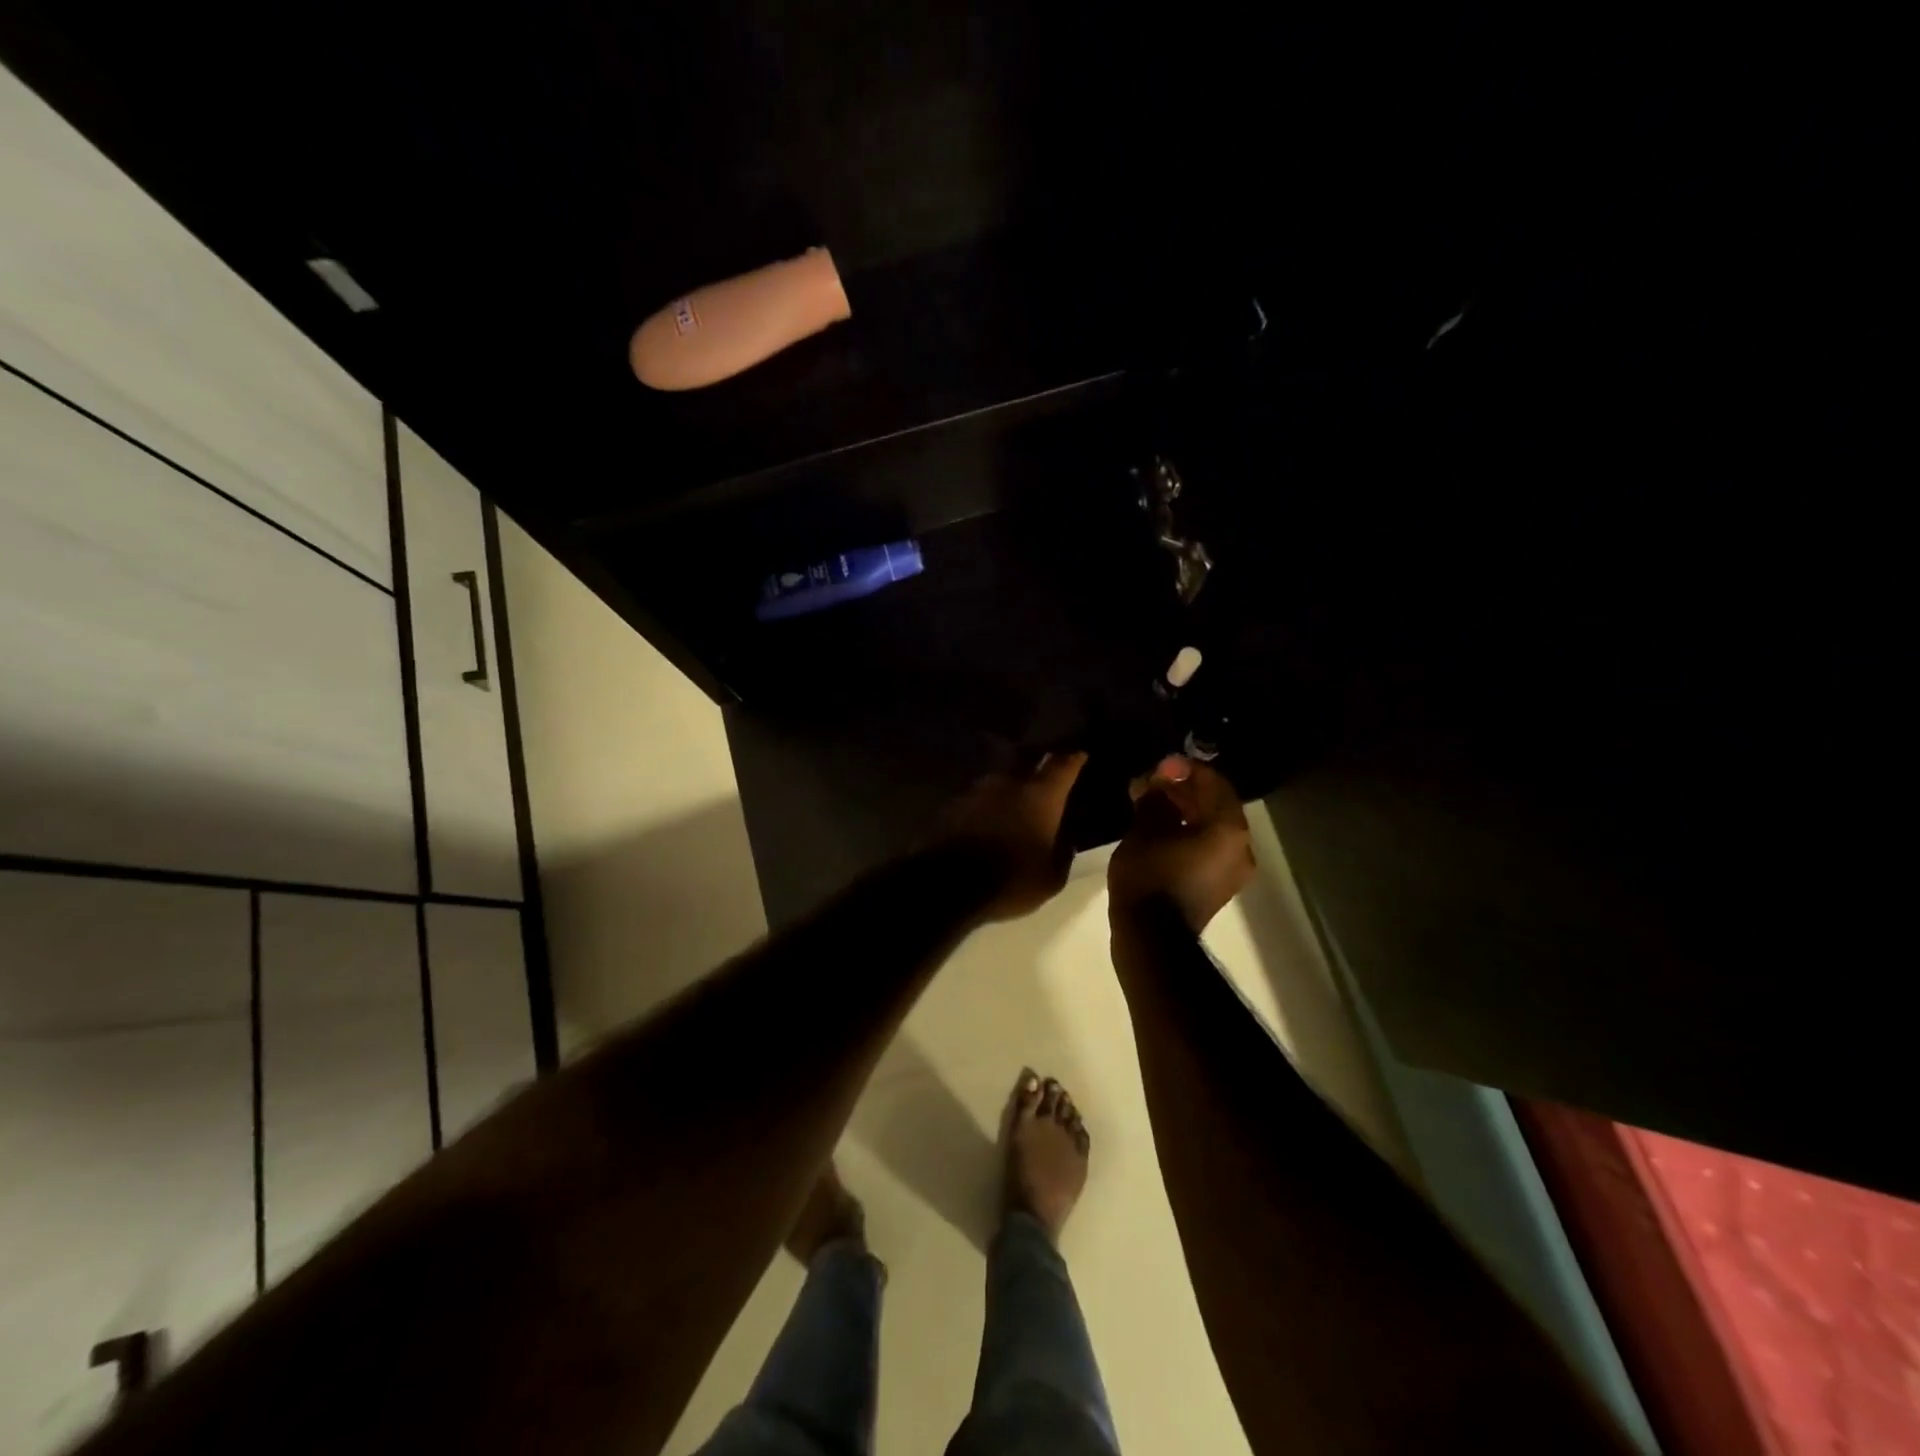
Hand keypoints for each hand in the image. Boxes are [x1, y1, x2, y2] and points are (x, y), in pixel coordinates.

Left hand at [939, 752, 1087, 921]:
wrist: (946, 885)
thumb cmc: (1009, 881)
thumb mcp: (1051, 879)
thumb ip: (1063, 853)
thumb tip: (1066, 839)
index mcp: (1039, 797)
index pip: (1062, 766)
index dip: (1073, 759)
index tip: (1080, 755)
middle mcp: (1008, 783)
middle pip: (1026, 760)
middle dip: (1037, 763)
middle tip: (1044, 773)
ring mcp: (976, 790)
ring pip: (998, 779)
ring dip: (1007, 787)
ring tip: (1012, 801)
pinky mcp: (951, 804)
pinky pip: (976, 798)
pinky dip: (985, 805)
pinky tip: (985, 819)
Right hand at [1109, 755, 1254, 933]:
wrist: (1152, 940)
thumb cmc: (1150, 877)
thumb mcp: (1145, 831)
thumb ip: (1155, 799)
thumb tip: (1157, 781)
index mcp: (1229, 830)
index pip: (1215, 784)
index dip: (1186, 769)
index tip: (1159, 766)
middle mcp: (1240, 848)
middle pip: (1215, 806)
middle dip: (1183, 791)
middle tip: (1151, 783)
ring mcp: (1232, 871)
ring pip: (1210, 828)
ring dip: (1183, 812)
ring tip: (1149, 804)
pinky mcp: (1217, 888)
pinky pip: (1206, 849)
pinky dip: (1186, 834)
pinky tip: (1157, 830)